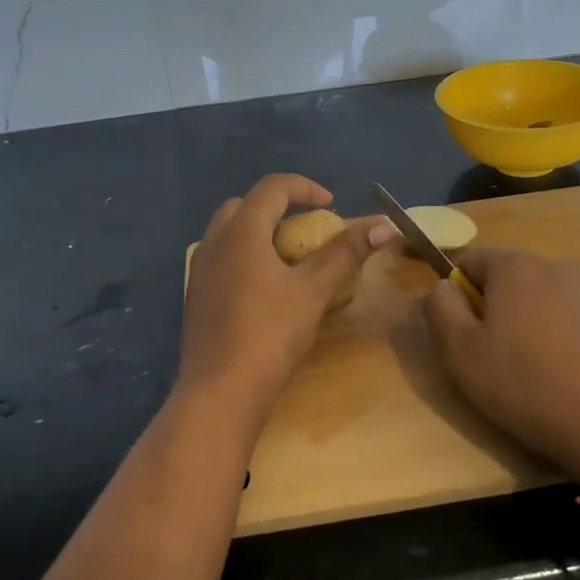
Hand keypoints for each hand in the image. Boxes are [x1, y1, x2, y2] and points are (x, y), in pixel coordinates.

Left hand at [178, 174, 394, 421]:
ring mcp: (199, 270)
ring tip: (289, 258)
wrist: (220, 392)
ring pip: (229, 233)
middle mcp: (214, 242)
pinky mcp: (195, 296)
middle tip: (306, 229)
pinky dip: (245, 257)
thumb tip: (383, 227)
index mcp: (241, 231)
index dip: (305, 188)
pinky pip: (221, 259)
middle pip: (245, 205)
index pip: (273, 187)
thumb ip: (345, 254)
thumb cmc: (270, 334)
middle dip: (277, 208)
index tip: (331, 205)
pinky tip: (265, 289)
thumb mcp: (313, 291)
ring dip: (259, 232)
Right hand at [424, 248, 579, 498]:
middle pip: (508, 277)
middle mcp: (556, 266)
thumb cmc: (524, 387)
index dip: (457, 293)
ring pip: (541, 297)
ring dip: (529, 320)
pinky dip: (560, 334)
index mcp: (515, 267)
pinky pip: (572, 316)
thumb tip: (443, 287)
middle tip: (494, 355)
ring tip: (532, 368)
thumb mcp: (460, 352)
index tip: (463, 332)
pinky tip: (565, 373)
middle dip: (495, 306)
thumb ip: (439, 308)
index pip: (470, 260)